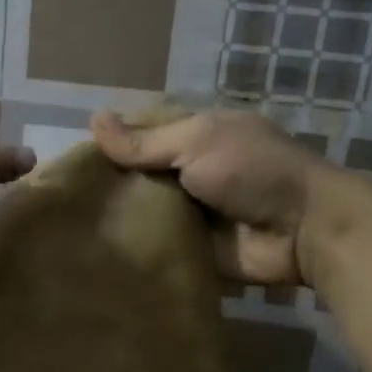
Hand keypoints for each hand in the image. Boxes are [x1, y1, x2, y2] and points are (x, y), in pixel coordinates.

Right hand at [92, 109, 329, 285]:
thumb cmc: (252, 170)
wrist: (303, 229)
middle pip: (140, 176)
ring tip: (72, 226)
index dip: (113, 144)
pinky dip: (135, 247)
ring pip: (145, 211)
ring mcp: (193, 212)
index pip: (143, 135)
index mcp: (196, 136)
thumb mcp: (197, 142)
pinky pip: (157, 245)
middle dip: (110, 184)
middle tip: (67, 199)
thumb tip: (93, 120)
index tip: (76, 161)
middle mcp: (191, 171)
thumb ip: (145, 142)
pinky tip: (97, 251)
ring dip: (119, 217)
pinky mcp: (194, 249)